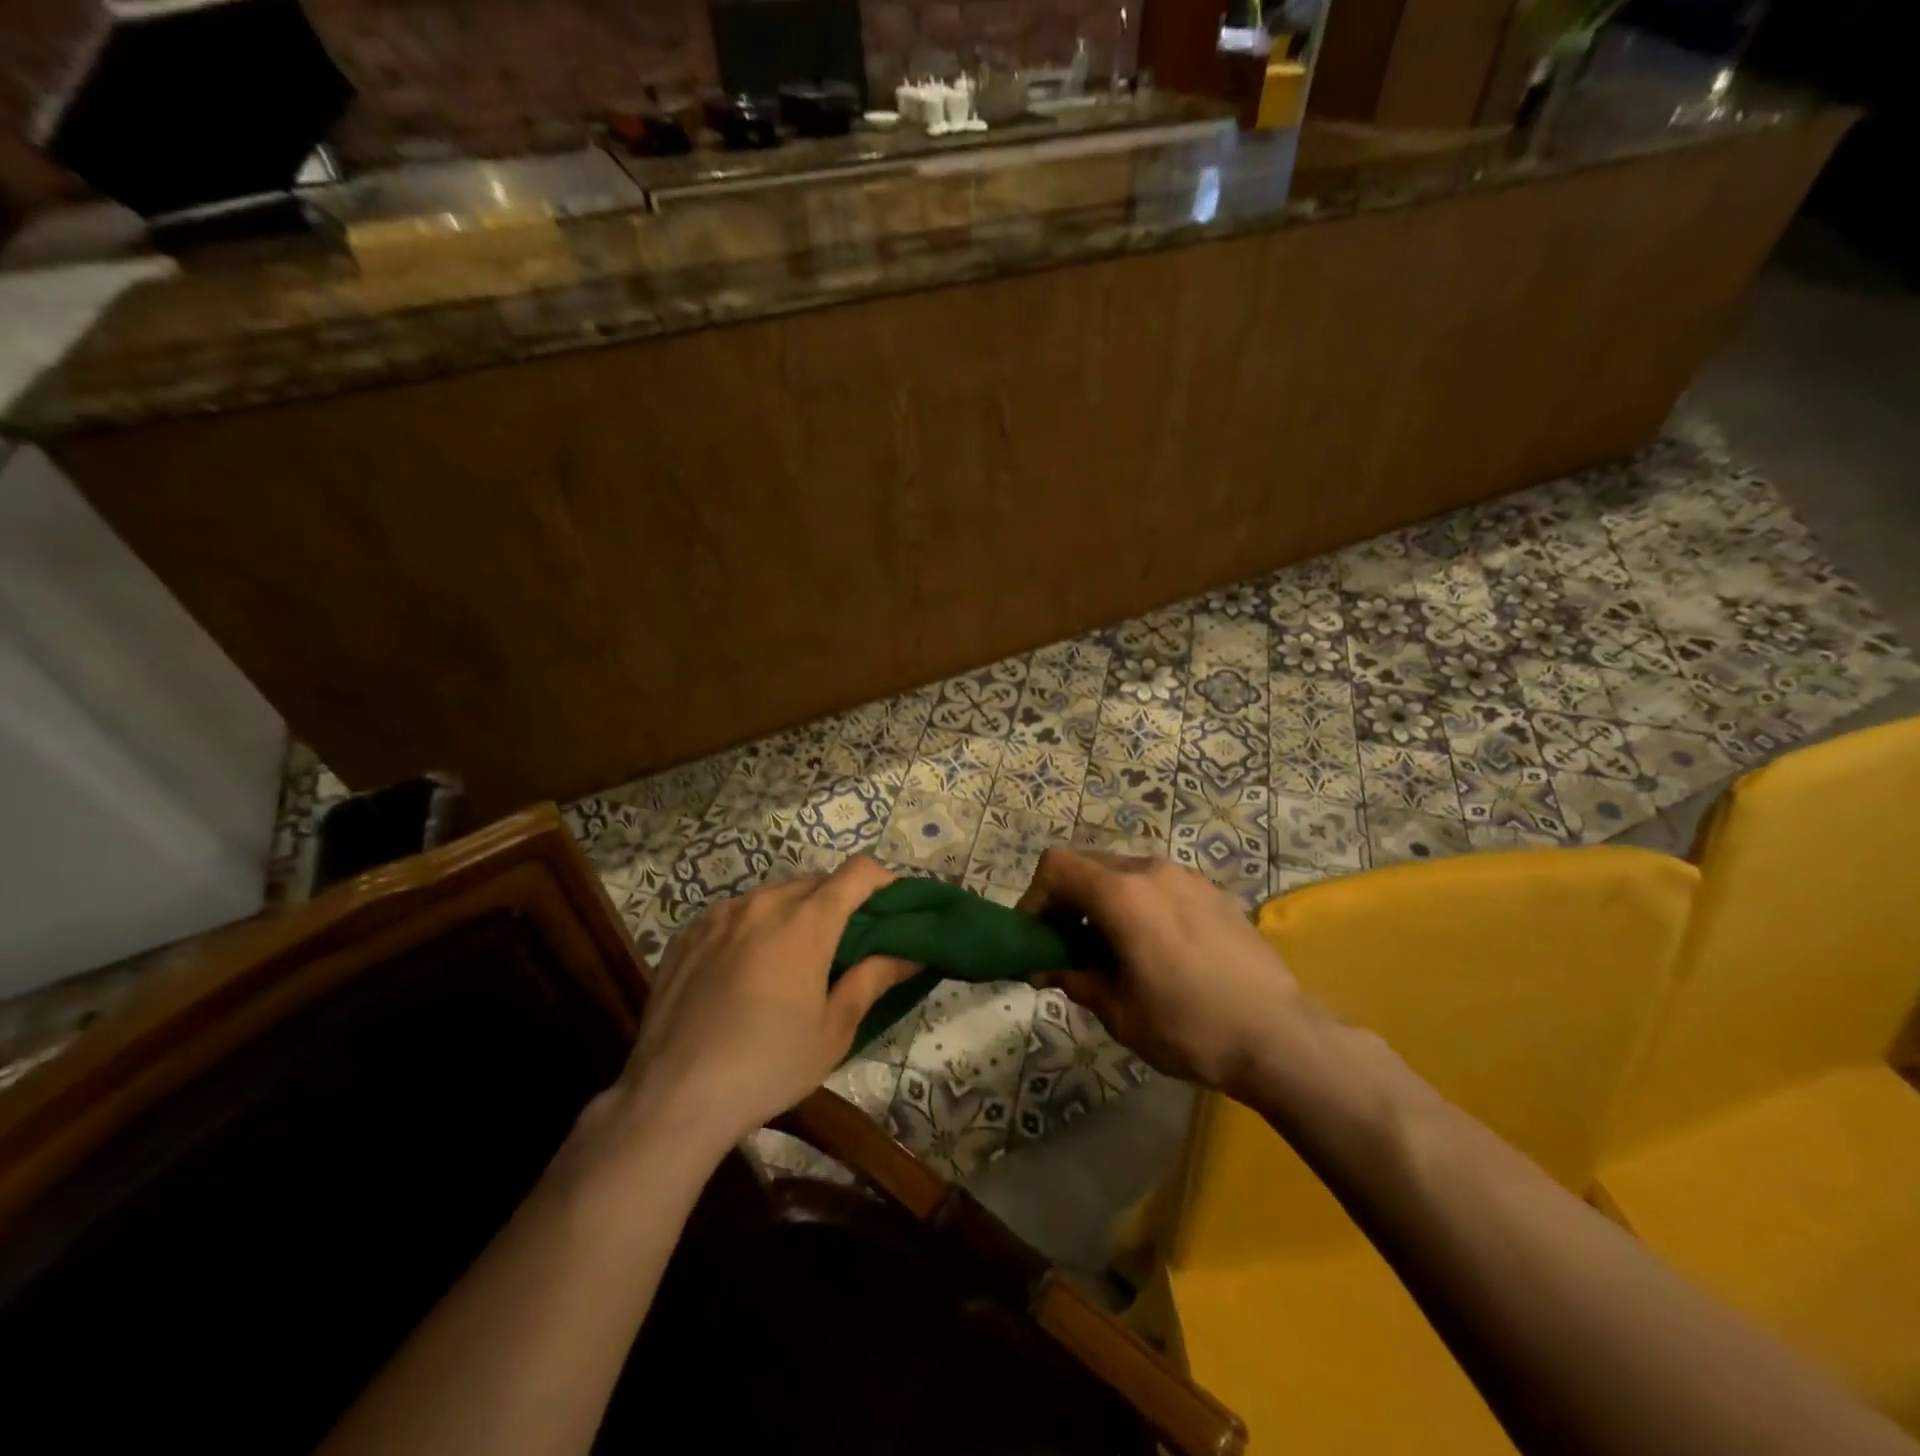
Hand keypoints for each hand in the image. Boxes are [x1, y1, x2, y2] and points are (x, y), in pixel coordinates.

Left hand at [606, 857, 914, 1157]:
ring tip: (794, 956)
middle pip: (816, 882)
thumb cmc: (768, 1064)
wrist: (673, 1096)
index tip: (892, 908)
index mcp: (807, 922)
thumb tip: (909, 954)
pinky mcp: (688, 933)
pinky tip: (747, 967)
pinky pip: (735, 913)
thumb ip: (873, 980)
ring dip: (795, 911)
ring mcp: (721, 915)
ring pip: (773, 895)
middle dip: (840, 901)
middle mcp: (764, 903)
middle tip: (846, 942)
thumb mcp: (833, 1030)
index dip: (883, 882)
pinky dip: (754, 925)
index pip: (858, 873)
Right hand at [1018, 848, 1303, 1094]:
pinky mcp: (1211, 891)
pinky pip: (1157, 884)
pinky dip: (1136, 903)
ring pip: (1122, 872)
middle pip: (1087, 865)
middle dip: (1066, 900)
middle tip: (1066, 946)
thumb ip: (1075, 978)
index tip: (1036, 937)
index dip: (1034, 896)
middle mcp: (1151, 871)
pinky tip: (1154, 947)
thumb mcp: (1119, 1012)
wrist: (1280, 1037)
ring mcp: (1186, 877)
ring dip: (1102, 901)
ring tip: (1111, 949)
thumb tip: (1044, 968)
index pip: (1057, 867)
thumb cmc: (1189, 1027)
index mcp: (1123, 895)